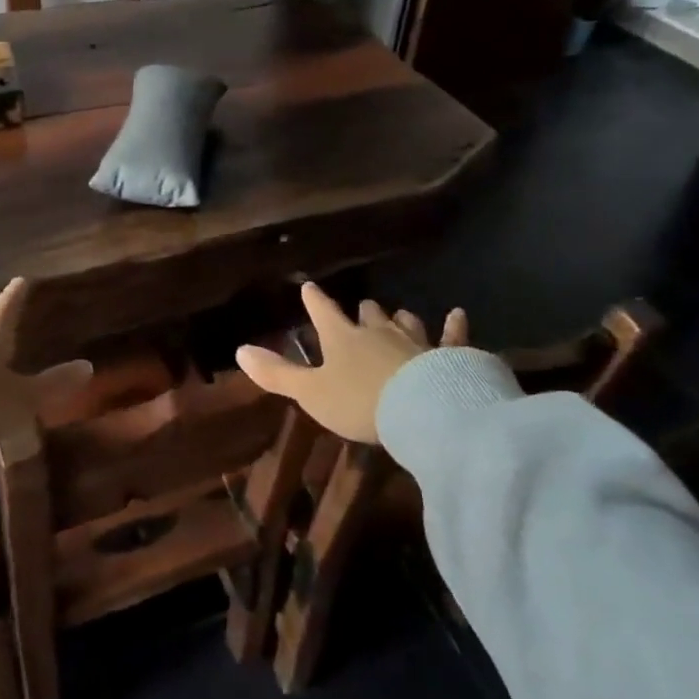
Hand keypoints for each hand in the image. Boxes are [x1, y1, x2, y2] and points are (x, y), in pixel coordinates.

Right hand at [235, 282, 468, 443]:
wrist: (423, 411)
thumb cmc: (360, 402)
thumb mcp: (311, 393)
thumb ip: (277, 374)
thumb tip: (239, 350)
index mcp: (342, 338)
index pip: (323, 311)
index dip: (314, 300)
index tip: (309, 287)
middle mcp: (378, 331)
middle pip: (368, 314)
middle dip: (363, 311)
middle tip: (361, 308)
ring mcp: (415, 340)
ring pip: (405, 321)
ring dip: (400, 319)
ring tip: (398, 315)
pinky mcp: (448, 354)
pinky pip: (452, 336)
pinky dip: (455, 326)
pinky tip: (459, 314)